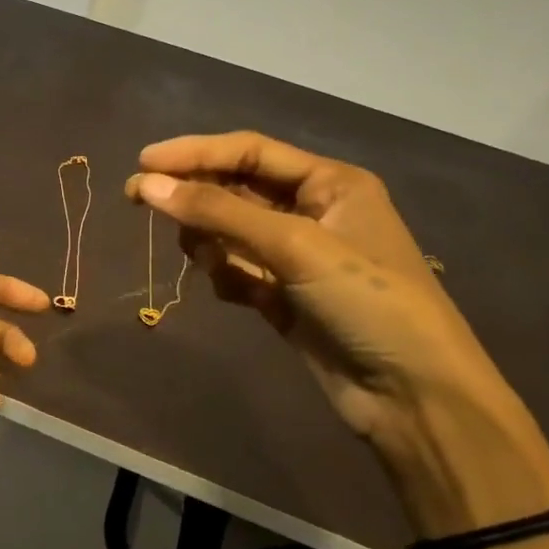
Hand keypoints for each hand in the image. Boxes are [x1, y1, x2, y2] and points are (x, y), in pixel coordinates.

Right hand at [125, 132, 530, 469]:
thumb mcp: (294, 246)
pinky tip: (237, 294)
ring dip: (210, 240)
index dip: (194, 153)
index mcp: (330, 183)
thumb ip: (218, 211)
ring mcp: (297, 257)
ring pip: (230, 232)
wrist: (413, 396)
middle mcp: (313, 212)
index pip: (249, 151)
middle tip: (136, 199)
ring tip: (208, 260)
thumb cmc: (366, 302)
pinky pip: (237, 271)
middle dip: (192, 195)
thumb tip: (147, 185)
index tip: (142, 164)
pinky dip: (226, 276)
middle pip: (235, 189)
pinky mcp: (283, 297)